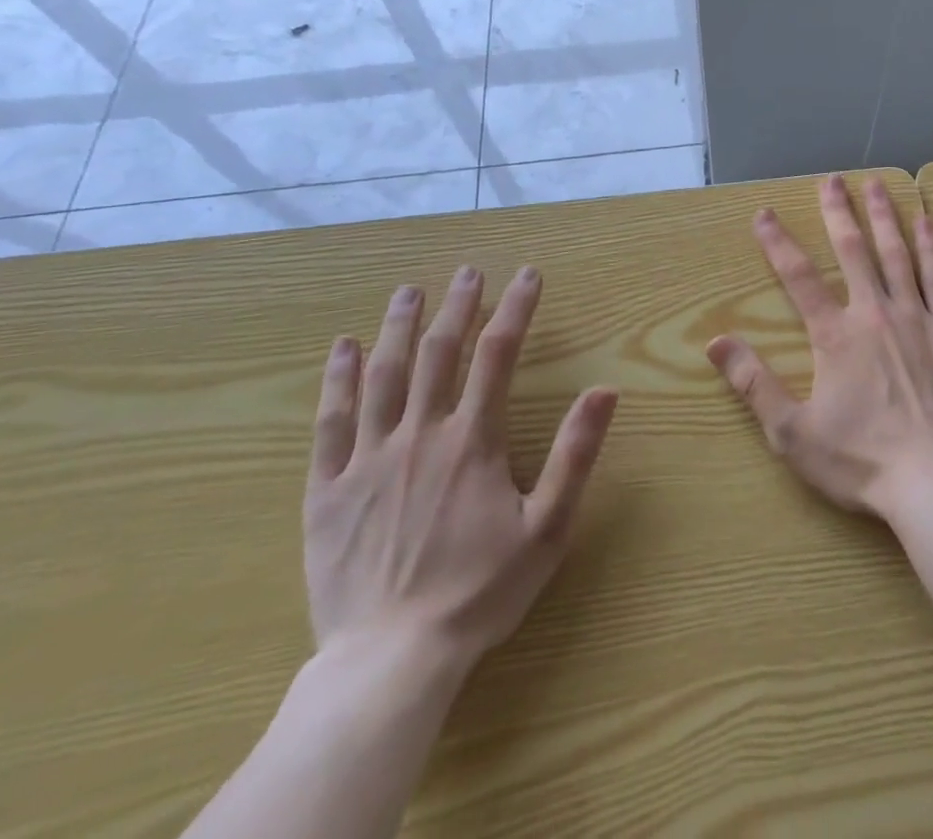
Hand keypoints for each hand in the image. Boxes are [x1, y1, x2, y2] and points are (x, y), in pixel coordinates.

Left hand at [303, 265, 618, 675]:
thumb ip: (575, 453)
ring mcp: (368, 460)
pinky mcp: (328, 491)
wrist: (391, 661)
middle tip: (466, 271)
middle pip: (438, 353)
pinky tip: (341, 349)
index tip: (526, 275)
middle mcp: (420, 435)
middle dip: (457, 306)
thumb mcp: (548, 526)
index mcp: (472, 441)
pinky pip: (330, 423)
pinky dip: (335, 381)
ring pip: (382, 376)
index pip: (498, 355)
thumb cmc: (480, 591)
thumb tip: (604, 390)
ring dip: (396, 327)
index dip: (515, 309)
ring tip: (407, 291)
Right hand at [706, 174, 932, 521]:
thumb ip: (753, 383)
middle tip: (831, 179)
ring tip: (876, 183)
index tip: (764, 213)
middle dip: (838, 212)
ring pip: (897, 253)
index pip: (799, 277)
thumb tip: (715, 342)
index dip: (778, 243)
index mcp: (835, 335)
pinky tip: (926, 221)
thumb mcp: (791, 432)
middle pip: (852, 250)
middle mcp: (874, 312)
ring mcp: (917, 317)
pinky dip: (931, 246)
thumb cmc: (860, 460)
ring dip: (884, 215)